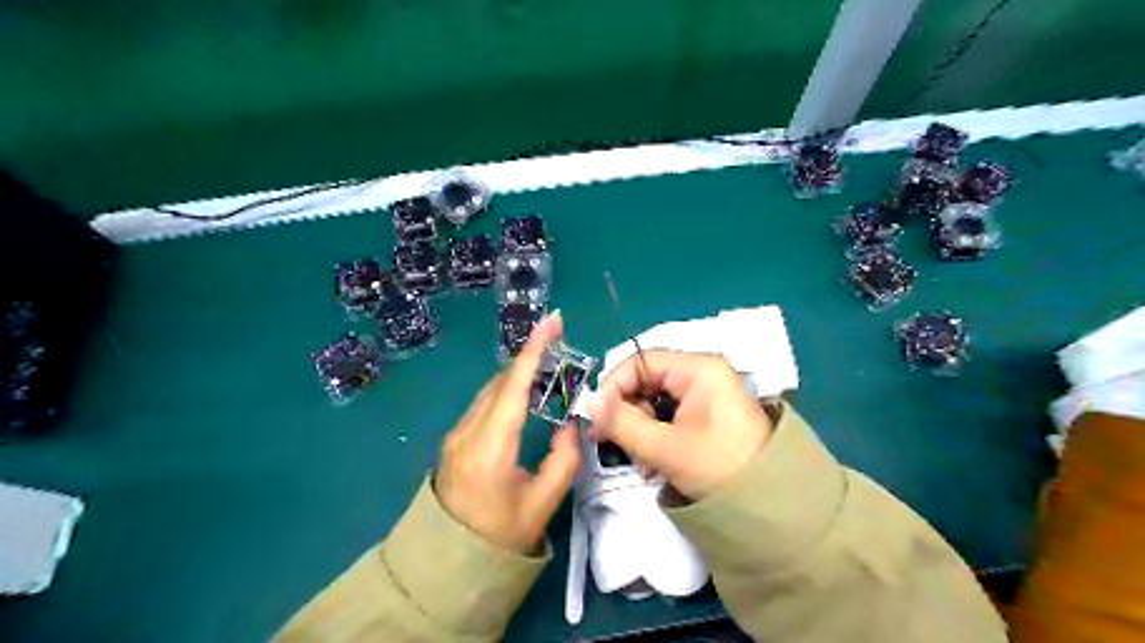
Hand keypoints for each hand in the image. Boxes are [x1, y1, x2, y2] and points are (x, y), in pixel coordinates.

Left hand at [438, 313, 583, 554]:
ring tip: (547, 361)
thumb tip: (568, 425)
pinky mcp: (455, 440)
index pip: (514, 386)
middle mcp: (467, 431)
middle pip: (501, 381)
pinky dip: (507, 389)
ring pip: (491, 390)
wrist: (447, 564)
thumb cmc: (499, 538)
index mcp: (490, 446)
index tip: (552, 321)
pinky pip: (484, 404)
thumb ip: (563, 460)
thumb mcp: (542, 504)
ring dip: (518, 372)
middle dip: (530, 356)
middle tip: (558, 339)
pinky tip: (523, 391)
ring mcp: (456, 435)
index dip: (534, 350)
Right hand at [590, 354, 767, 498]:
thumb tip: (590, 404)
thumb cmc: (719, 467)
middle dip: (627, 413)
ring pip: (655, 402)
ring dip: (640, 430)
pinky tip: (654, 465)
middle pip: (646, 382)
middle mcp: (702, 374)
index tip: (596, 416)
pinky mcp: (707, 415)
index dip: (613, 386)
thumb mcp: (665, 447)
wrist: (772, 506)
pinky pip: (670, 417)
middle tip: (610, 442)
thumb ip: (622, 422)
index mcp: (698, 368)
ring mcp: (706, 395)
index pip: (640, 361)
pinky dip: (656, 437)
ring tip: (641, 463)